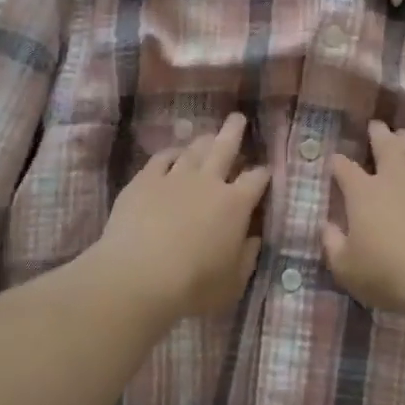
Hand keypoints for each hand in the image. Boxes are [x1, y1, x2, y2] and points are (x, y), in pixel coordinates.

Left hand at [96, 112, 269, 317]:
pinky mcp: (144, 180)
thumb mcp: (232, 283)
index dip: (263, 173)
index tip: (265, 171)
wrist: (139, 276)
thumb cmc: (193, 286)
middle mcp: (208, 182)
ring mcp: (175, 177)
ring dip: (204, 140)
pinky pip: (162, 158)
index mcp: (236, 204)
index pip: (257, 179)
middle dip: (234, 132)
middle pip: (225, 147)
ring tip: (208, 134)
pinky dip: (171, 153)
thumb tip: (253, 239)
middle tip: (238, 118)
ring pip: (194, 149)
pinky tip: (173, 154)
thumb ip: (247, 258)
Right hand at [324, 120, 404, 313]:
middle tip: (375, 125)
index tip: (334, 160)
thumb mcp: (346, 268)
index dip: (337, 162)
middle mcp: (393, 178)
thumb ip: (332, 244)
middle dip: (377, 134)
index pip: (344, 169)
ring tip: (403, 134)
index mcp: (362, 193)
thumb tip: (326, 226)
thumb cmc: (388, 274)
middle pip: (384, 146)